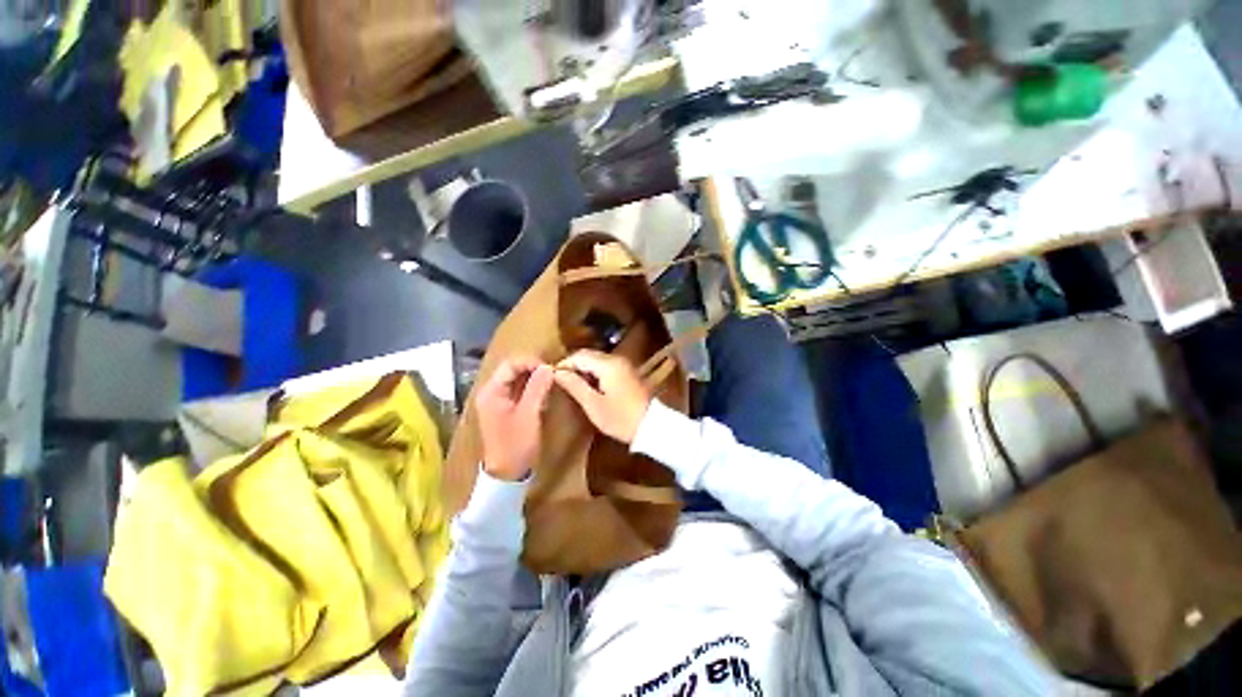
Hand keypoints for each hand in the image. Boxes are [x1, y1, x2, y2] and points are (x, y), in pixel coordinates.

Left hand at [476, 357, 553, 480]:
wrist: (507, 474)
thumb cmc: (516, 444)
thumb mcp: (529, 414)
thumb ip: (537, 388)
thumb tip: (548, 367)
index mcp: (492, 392)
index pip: (510, 364)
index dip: (531, 362)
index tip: (550, 368)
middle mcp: (491, 392)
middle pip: (512, 370)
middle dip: (533, 369)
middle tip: (552, 375)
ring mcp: (497, 401)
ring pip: (517, 380)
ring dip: (534, 379)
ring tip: (550, 385)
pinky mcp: (505, 409)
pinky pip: (519, 391)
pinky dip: (532, 389)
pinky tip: (544, 396)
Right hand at [553, 350, 652, 444]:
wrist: (652, 426)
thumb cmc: (620, 418)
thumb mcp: (593, 405)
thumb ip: (575, 386)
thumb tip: (557, 373)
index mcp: (607, 364)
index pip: (579, 356)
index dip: (563, 364)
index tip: (552, 377)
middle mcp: (616, 359)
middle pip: (588, 355)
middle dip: (573, 366)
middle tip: (560, 382)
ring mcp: (624, 365)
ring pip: (597, 361)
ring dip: (583, 370)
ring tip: (571, 386)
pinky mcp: (627, 373)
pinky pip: (605, 367)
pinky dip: (594, 373)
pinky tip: (588, 387)